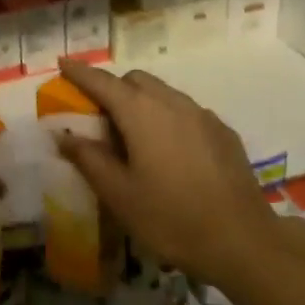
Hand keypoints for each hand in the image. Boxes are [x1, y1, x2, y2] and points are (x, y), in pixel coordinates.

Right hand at [56, 60, 280, 288]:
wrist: (242, 241)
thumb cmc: (170, 218)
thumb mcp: (119, 194)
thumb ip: (88, 159)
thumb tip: (63, 134)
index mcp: (141, 112)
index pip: (102, 82)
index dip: (79, 72)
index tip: (62, 63)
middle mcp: (172, 102)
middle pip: (135, 80)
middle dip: (113, 89)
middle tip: (99, 118)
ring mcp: (202, 114)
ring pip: (163, 94)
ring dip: (142, 103)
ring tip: (134, 138)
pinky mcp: (223, 132)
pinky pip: (186, 112)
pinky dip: (168, 119)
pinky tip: (170, 153)